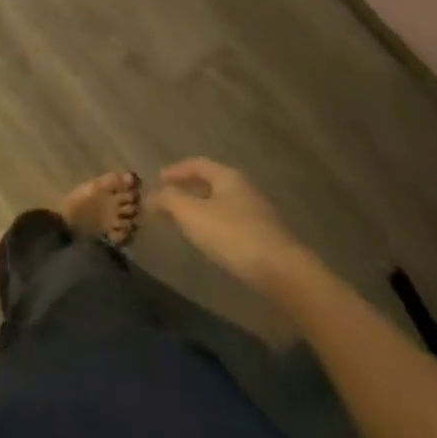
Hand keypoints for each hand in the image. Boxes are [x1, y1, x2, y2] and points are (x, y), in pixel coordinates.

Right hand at [151, 157, 310, 285]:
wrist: (284, 273)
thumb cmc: (233, 235)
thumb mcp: (192, 214)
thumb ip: (169, 200)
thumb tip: (152, 195)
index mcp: (228, 177)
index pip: (198, 164)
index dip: (176, 169)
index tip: (159, 178)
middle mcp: (246, 189)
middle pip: (213, 182)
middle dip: (190, 189)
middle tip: (170, 200)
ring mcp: (261, 213)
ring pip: (225, 203)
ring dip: (204, 208)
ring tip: (188, 222)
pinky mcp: (269, 237)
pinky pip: (235, 222)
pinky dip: (218, 225)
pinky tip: (213, 241)